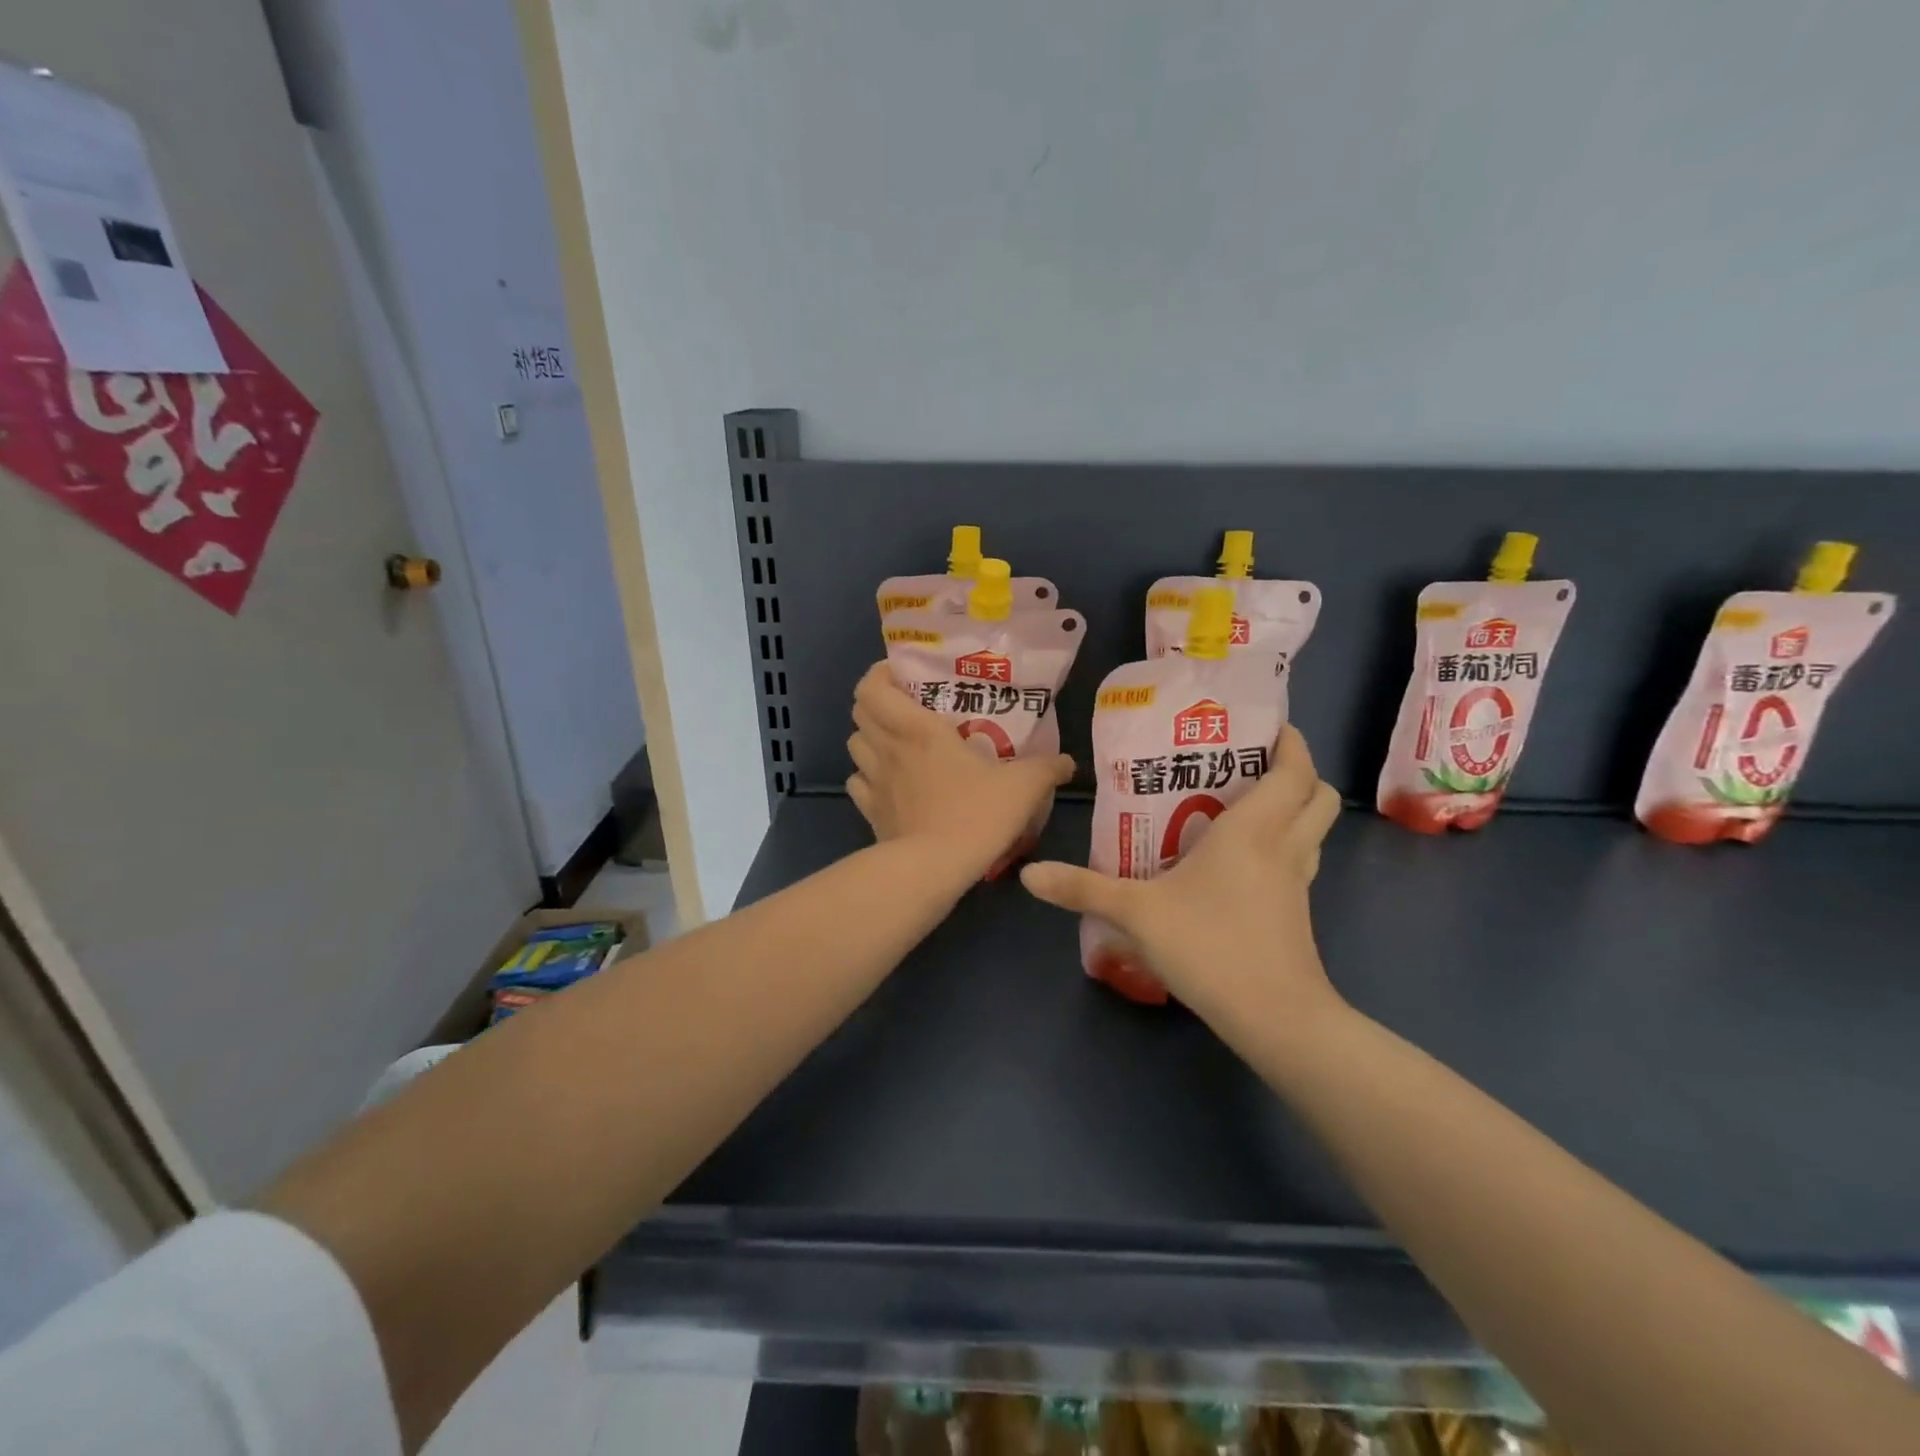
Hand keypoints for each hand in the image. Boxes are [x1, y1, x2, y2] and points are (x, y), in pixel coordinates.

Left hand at [847, 663, 1075, 879]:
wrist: (935, 869)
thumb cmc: (975, 814)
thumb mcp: (1023, 787)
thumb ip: (1047, 769)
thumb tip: (1068, 762)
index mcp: (917, 729)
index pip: (873, 687)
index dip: (879, 674)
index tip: (902, 675)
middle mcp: (888, 748)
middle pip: (859, 712)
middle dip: (876, 703)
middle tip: (905, 707)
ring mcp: (874, 782)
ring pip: (854, 745)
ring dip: (870, 738)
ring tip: (896, 742)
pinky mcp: (870, 813)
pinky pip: (857, 783)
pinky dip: (867, 776)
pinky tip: (888, 782)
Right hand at [1020, 724, 1343, 1031]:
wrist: (1275, 1018)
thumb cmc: (1211, 947)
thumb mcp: (1137, 914)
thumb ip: (1083, 889)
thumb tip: (1029, 873)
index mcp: (1255, 830)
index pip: (1294, 769)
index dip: (1289, 741)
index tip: (1266, 724)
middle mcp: (1285, 846)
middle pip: (1318, 793)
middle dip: (1296, 771)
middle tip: (1249, 765)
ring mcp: (1298, 882)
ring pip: (1314, 828)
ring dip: (1293, 808)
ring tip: (1242, 805)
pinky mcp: (1298, 912)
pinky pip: (1301, 859)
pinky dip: (1284, 845)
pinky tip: (1240, 862)